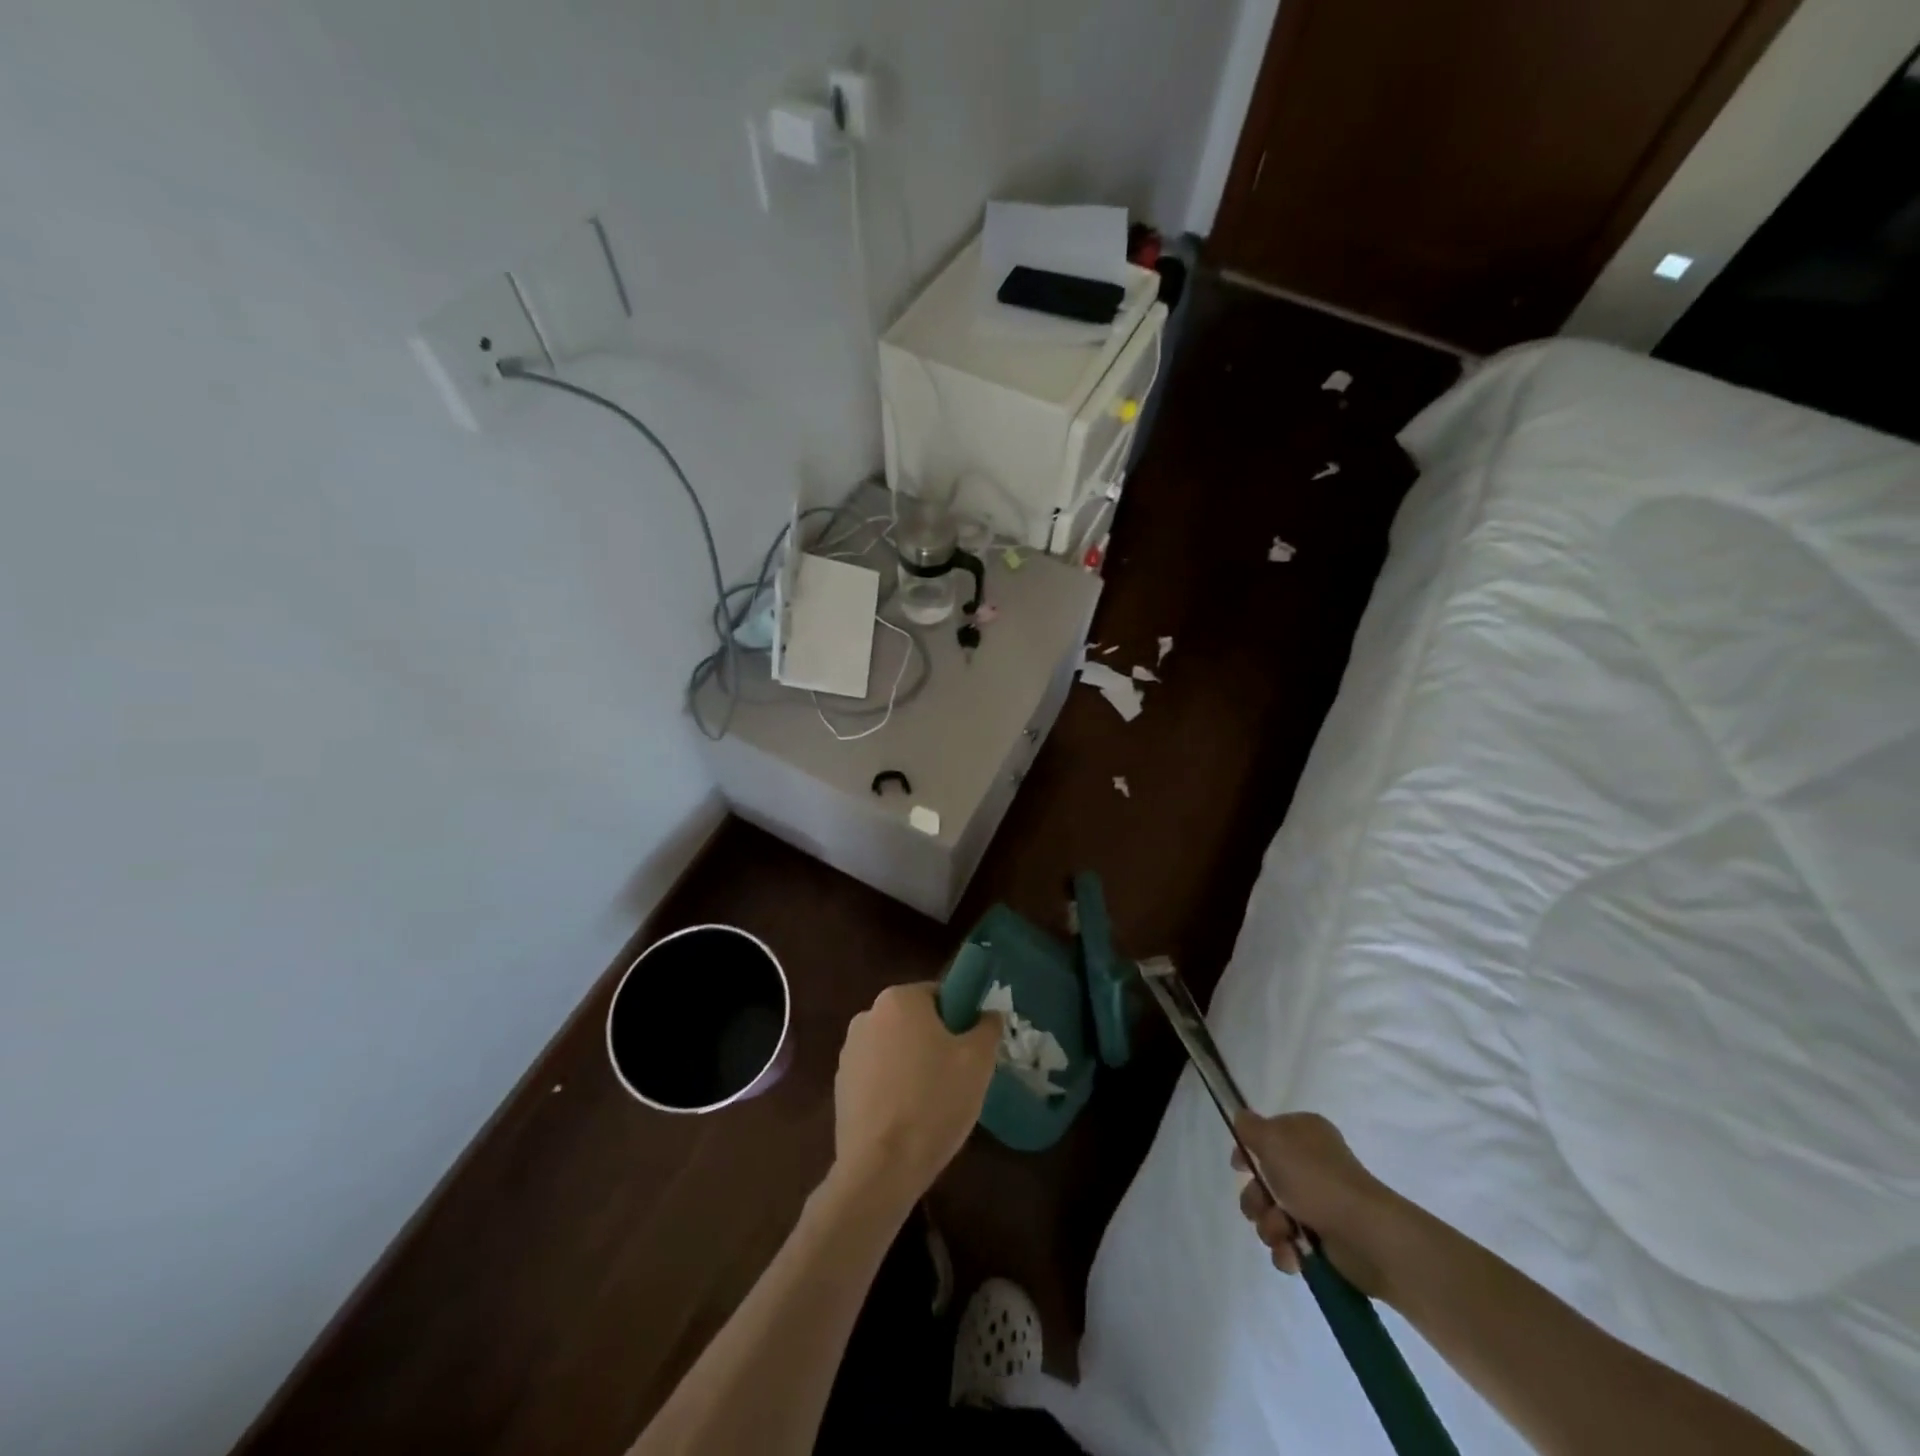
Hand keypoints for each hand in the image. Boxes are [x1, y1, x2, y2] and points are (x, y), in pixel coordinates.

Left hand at [831, 983, 1000, 1209]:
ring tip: (934, 1103)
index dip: (961, 1019)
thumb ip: (987, 1026)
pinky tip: (908, 1119)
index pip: (939, 995)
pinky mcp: (840, 1086)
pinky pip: (877, 1076)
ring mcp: (849, 1052)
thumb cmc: (934, 1102)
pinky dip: (893, 1088)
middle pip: (915, 1021)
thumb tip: (988, 1014)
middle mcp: (867, 1015)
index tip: (971, 1050)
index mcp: (899, 999)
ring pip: (895, 1049)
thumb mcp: (978, 1061)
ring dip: (913, 1065)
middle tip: (959, 1077)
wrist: (881, 1168)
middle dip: (936, 1042)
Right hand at [1231, 1111, 1400, 1298]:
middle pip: (1263, 1180)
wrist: (1365, 1235)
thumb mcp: (1273, 1140)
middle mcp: (1311, 1166)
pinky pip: (1288, 1242)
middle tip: (1264, 1204)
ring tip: (1284, 1232)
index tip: (1239, 1166)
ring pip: (1272, 1213)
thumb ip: (1250, 1127)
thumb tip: (1241, 1118)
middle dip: (1255, 1198)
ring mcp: (1318, 1204)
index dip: (1247, 1152)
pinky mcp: (1323, 1240)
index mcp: (1303, 1135)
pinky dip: (1285, 1249)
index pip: (1265, 1137)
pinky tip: (1292, 1253)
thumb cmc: (1316, 1179)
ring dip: (1269, 1226)